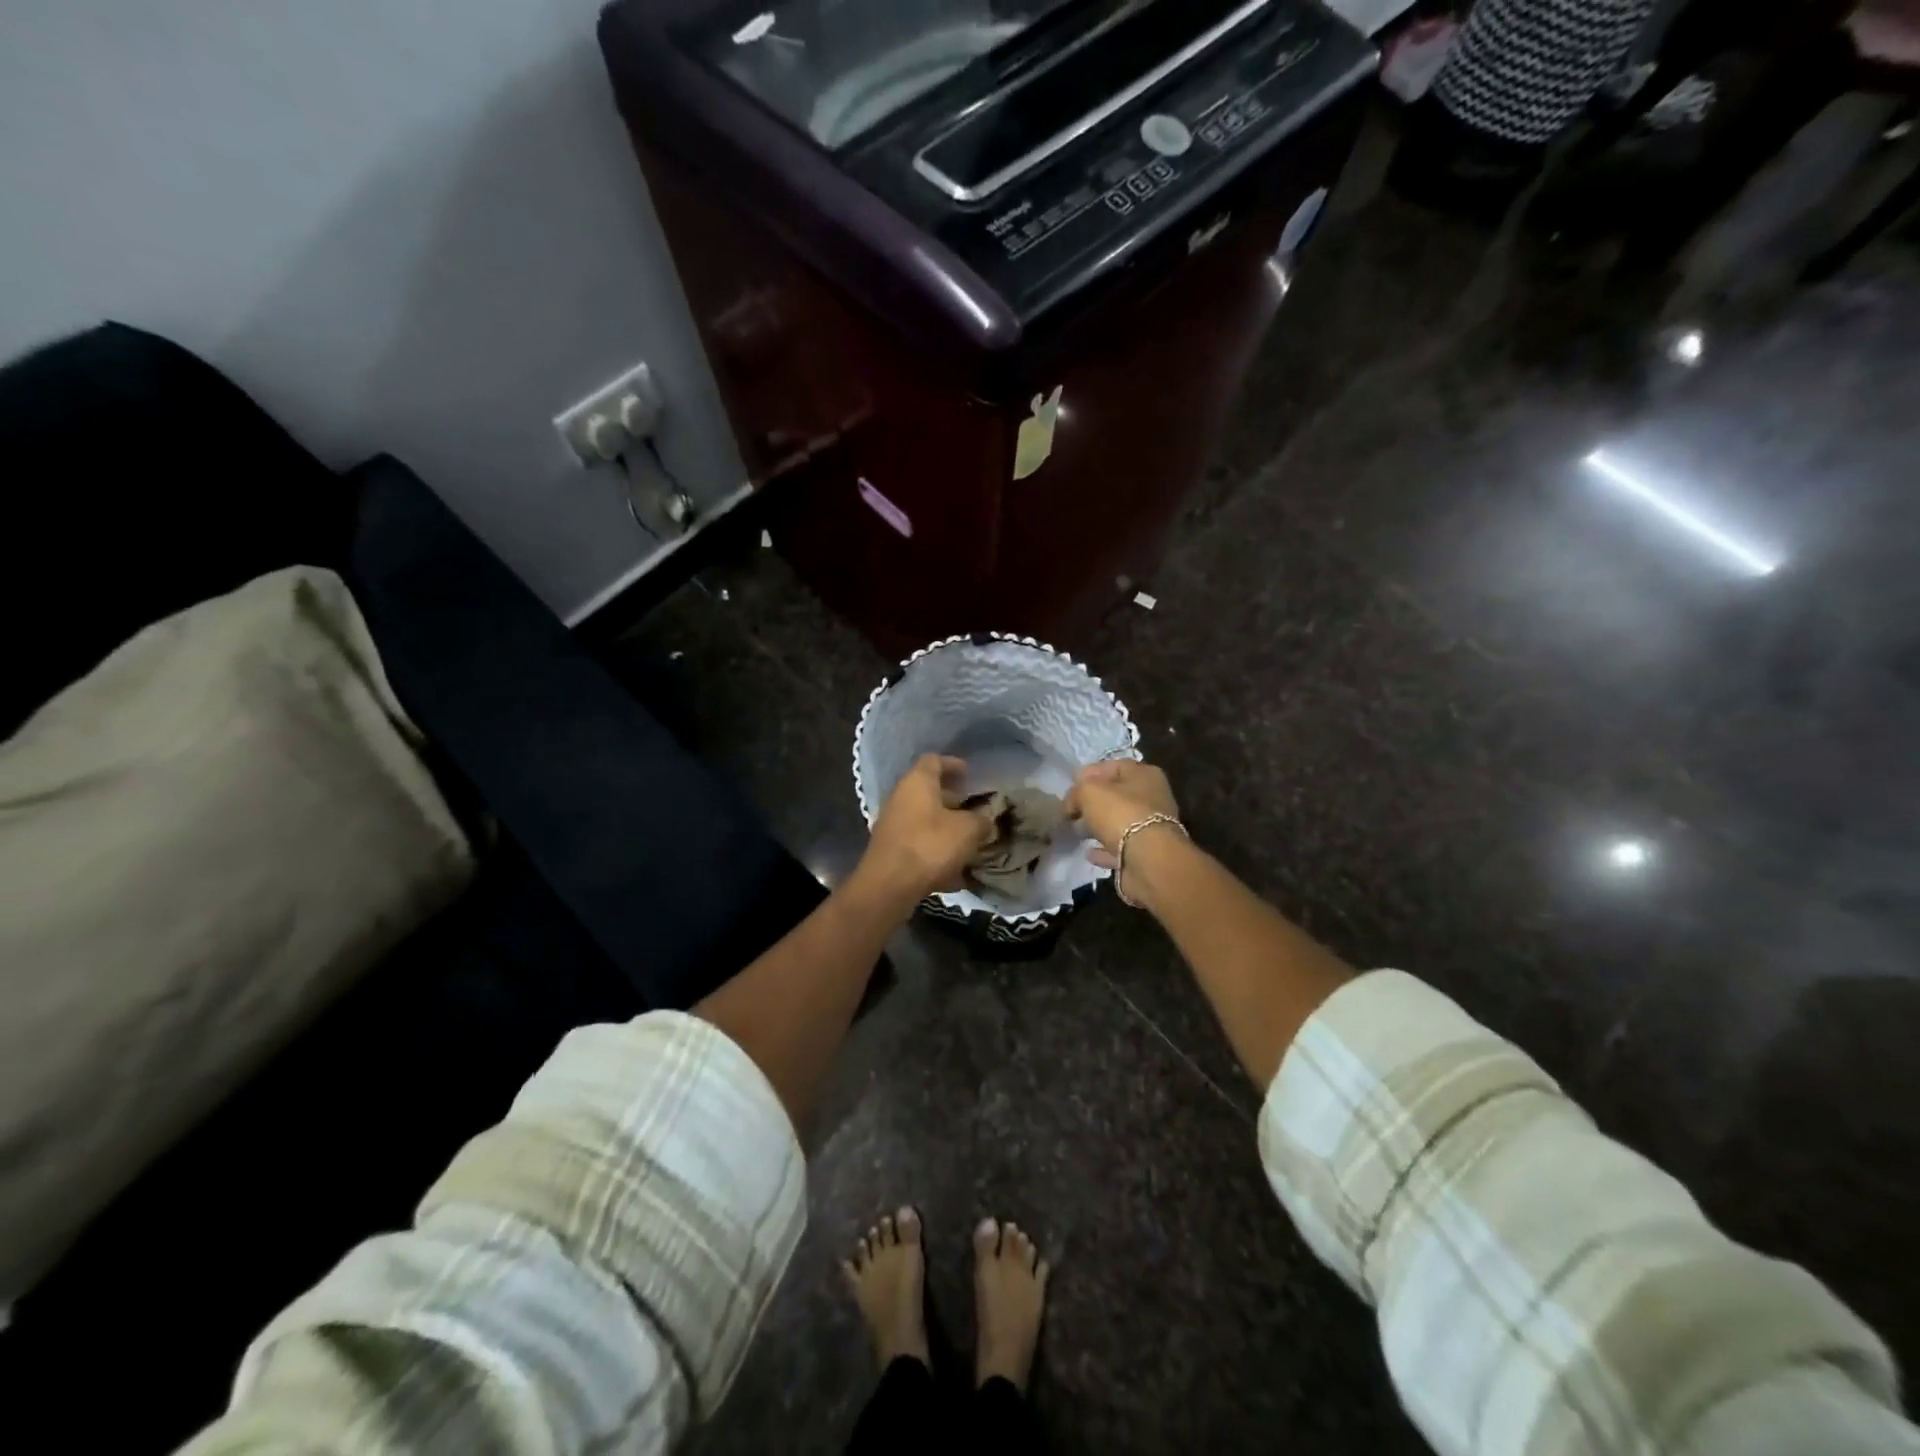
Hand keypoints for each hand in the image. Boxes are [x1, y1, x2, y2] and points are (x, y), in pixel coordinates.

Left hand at [857, 754, 994, 905]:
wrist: (889, 885)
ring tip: (968, 838)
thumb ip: (981, 820)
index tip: (969, 774)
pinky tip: (955, 870)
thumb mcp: (968, 830)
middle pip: (928, 790)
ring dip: (945, 825)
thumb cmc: (930, 846)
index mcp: (917, 782)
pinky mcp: (890, 849)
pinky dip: (936, 849)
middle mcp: (900, 797)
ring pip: (924, 818)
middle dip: (952, 798)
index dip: (953, 764)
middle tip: (974, 807)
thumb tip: (985, 819)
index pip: (934, 760)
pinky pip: (919, 842)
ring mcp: (892, 823)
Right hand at [1066, 759, 1181, 872]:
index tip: (1070, 785)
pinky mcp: (1146, 853)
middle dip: (1093, 802)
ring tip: (1076, 831)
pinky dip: (1104, 849)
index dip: (1089, 773)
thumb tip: (1070, 805)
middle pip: (1117, 795)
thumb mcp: (1088, 792)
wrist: (1148, 860)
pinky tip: (1089, 852)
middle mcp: (1153, 797)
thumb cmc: (1120, 813)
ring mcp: (1152, 827)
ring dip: (1098, 826)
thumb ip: (1076, 793)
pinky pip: (1120, 847)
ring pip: (1119, 822)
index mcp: (1145, 774)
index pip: (1113, 766)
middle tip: (1071, 810)